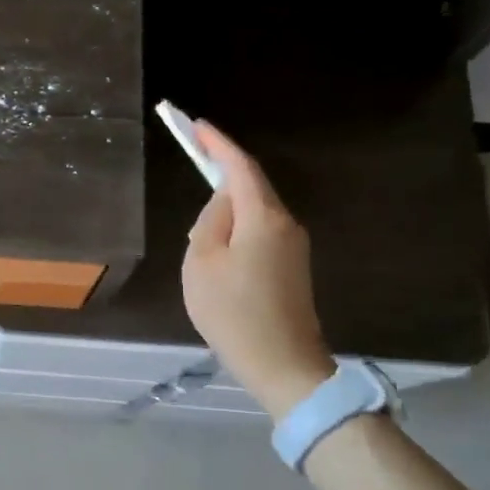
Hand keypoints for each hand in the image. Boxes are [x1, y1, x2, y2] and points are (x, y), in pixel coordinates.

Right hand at [180, 121, 335, 419]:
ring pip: (256, 211)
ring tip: (199, 221)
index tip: (197, 125)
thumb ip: (210, 223)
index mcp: (263, 217)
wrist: (283, 364)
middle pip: (252, 186)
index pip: (240, 167)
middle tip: (195, 156)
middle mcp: (286, 224)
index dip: (218, 144)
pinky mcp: (292, 267)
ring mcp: (294, 247)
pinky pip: (261, 231)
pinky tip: (219, 246)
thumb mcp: (202, 263)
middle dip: (223, 169)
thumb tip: (222, 204)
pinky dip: (239, 226)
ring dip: (228, 204)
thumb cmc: (233, 312)